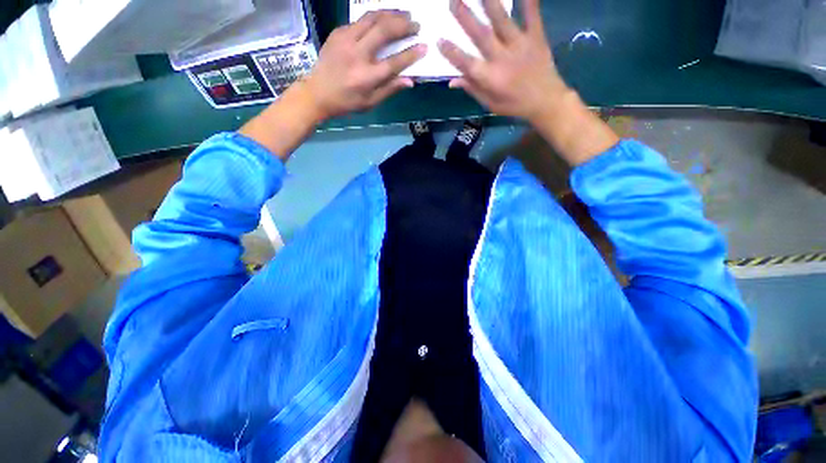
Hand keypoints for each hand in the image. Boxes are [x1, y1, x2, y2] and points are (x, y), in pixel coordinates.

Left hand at [304, 11, 427, 119]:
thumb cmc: (347, 102)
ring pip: (372, 18)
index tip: (424, 46)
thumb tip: (410, 80)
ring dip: (391, 13)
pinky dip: (374, 17)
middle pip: (384, 31)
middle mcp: (357, 55)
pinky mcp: (338, 32)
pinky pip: (360, 20)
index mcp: (367, 77)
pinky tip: (382, 19)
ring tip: (403, 14)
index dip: (411, 54)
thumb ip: (390, 89)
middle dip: (403, 25)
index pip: (394, 62)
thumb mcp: (370, 102)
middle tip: (415, 24)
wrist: (317, 92)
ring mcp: (345, 40)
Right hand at [438, 0, 569, 123]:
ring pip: (502, 20)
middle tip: (453, 1)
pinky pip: (532, 14)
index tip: (439, 41)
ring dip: (490, 3)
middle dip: (466, 18)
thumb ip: (472, 89)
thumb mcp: (490, 104)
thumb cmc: (514, 105)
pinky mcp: (537, 36)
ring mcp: (520, 45)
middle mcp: (503, 58)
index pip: (467, 64)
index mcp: (491, 78)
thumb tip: (452, 81)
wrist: (546, 101)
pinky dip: (527, 0)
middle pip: (482, 35)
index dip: (452, 53)